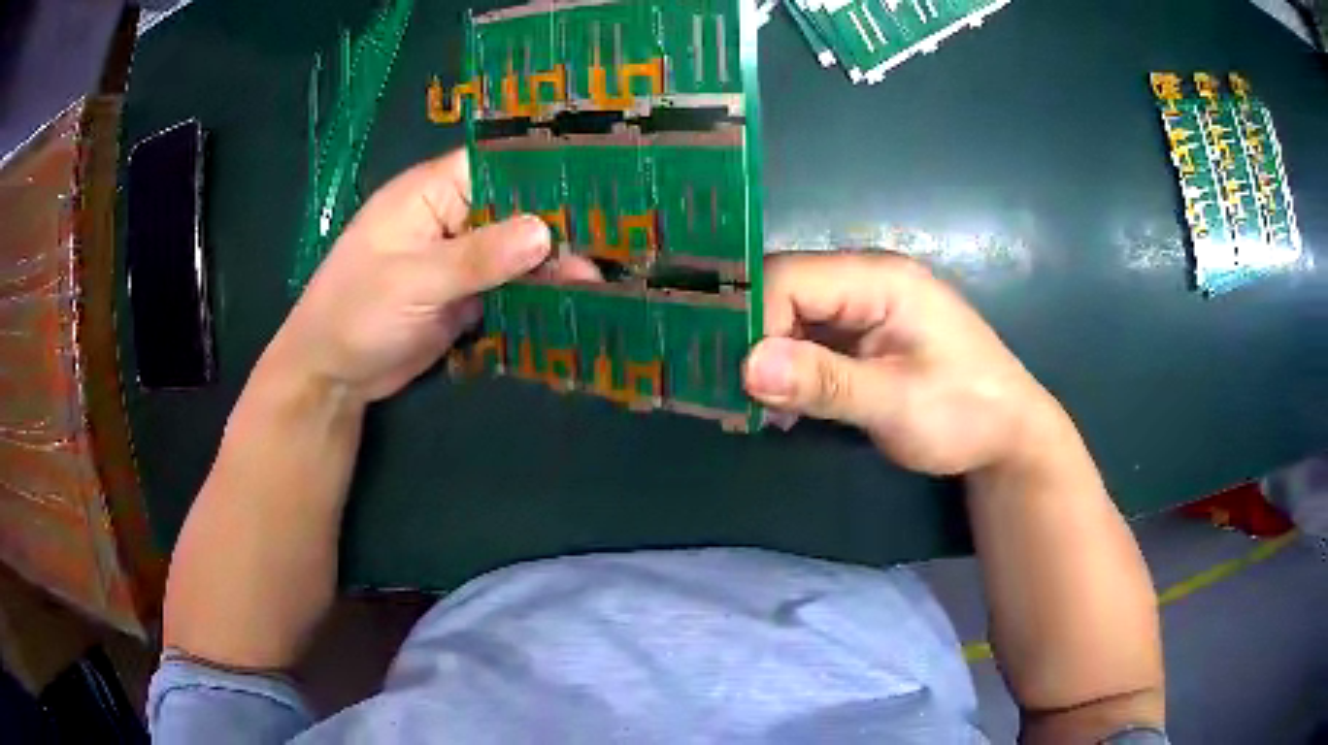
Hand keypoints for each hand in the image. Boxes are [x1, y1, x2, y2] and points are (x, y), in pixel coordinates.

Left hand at [268, 151, 595, 403]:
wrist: (332, 375)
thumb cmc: (356, 312)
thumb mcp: (413, 280)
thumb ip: (477, 257)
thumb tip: (544, 233)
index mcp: (432, 192)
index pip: (498, 166)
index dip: (543, 172)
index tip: (597, 185)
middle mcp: (452, 216)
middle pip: (515, 208)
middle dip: (558, 224)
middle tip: (613, 240)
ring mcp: (460, 258)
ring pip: (517, 250)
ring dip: (551, 264)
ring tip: (598, 280)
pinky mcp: (466, 295)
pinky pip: (509, 286)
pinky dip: (536, 293)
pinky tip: (571, 300)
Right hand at [743, 252, 1060, 475]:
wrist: (1008, 436)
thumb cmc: (966, 413)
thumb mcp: (898, 402)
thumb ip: (826, 382)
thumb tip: (747, 366)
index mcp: (879, 279)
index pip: (791, 279)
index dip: (754, 322)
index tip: (735, 379)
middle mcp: (864, 282)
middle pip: (783, 293)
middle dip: (752, 342)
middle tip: (732, 395)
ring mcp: (862, 310)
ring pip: (789, 319)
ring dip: (766, 361)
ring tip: (751, 408)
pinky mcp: (860, 338)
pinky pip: (806, 342)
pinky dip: (786, 373)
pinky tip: (779, 408)